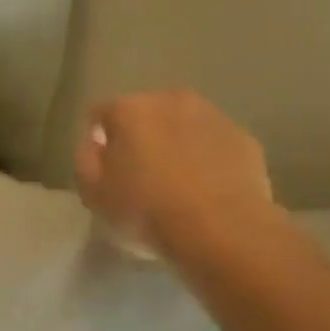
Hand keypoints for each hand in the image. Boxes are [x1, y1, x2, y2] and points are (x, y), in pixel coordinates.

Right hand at [75, 91, 273, 251]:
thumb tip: (94, 142)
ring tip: (181, 187)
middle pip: (147, 115)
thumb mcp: (95, 194)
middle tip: (144, 179)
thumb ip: (85, 159)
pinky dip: (211, 160)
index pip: (102, 114)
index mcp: (130, 108)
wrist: (223, 230)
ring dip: (179, 146)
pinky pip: (217, 145)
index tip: (105, 172)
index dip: (100, 142)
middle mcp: (171, 99)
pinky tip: (211, 192)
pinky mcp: (244, 138)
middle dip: (143, 139)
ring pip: (185, 126)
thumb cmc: (148, 211)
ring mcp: (212, 116)